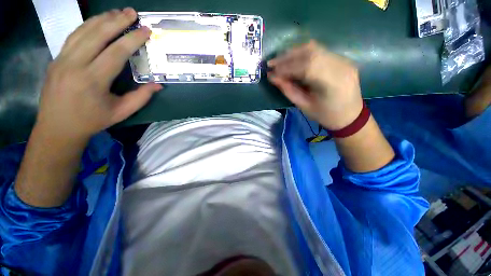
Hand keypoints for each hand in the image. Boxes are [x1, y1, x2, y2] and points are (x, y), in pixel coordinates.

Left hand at [36, 8, 161, 140]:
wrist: (57, 127)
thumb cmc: (92, 121)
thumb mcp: (121, 112)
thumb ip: (141, 97)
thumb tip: (158, 85)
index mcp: (93, 80)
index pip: (116, 52)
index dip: (132, 40)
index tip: (145, 30)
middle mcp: (75, 64)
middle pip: (98, 35)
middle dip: (117, 21)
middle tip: (132, 12)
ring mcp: (62, 59)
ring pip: (83, 31)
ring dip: (102, 19)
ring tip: (117, 12)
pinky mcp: (56, 58)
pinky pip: (73, 36)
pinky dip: (87, 26)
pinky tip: (98, 21)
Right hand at [268, 40, 362, 129]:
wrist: (350, 116)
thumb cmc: (325, 115)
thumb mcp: (304, 106)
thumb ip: (288, 90)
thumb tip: (273, 78)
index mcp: (331, 83)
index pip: (304, 67)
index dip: (285, 67)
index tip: (270, 71)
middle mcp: (339, 66)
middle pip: (310, 52)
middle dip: (287, 57)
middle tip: (272, 63)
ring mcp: (343, 60)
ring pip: (315, 48)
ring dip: (294, 52)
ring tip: (280, 60)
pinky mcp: (342, 59)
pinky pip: (320, 51)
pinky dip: (303, 53)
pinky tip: (293, 59)